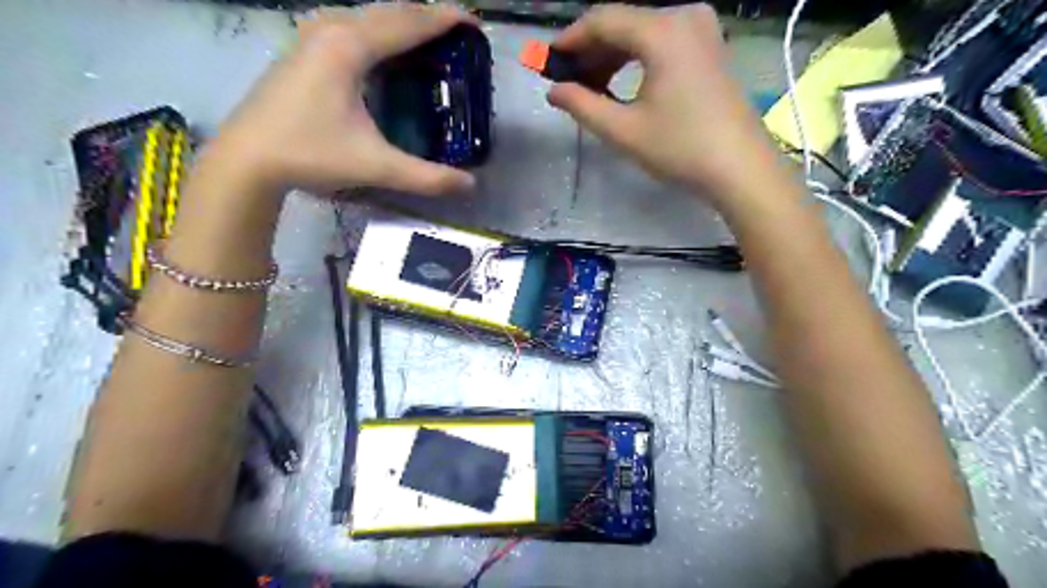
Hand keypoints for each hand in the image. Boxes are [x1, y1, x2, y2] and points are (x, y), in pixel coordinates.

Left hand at [202, 2, 476, 196]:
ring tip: (429, 37)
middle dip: (426, 17)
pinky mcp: (302, 50)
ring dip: (401, 22)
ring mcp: (311, 37)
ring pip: (367, 17)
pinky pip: (351, 27)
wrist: (246, 159)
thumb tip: (470, 185)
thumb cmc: (310, 154)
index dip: (444, 21)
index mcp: (350, 47)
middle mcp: (331, 30)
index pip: (408, 23)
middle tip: (457, 31)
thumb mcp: (376, 167)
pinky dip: (379, 32)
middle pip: (389, 12)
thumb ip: (426, 177)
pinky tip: (385, 51)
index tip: (474, 23)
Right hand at [552, 1, 780, 200]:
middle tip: (568, 82)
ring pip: (642, 33)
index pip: (603, 20)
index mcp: (662, 31)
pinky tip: (622, 85)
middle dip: (591, 51)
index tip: (547, 60)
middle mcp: (684, 17)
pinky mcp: (710, 46)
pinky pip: (662, 42)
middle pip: (624, 23)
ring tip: (592, 89)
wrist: (740, 167)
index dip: (571, 39)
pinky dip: (637, 59)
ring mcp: (702, 29)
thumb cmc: (680, 149)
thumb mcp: (623, 130)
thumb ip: (582, 105)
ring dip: (613, 57)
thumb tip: (554, 90)